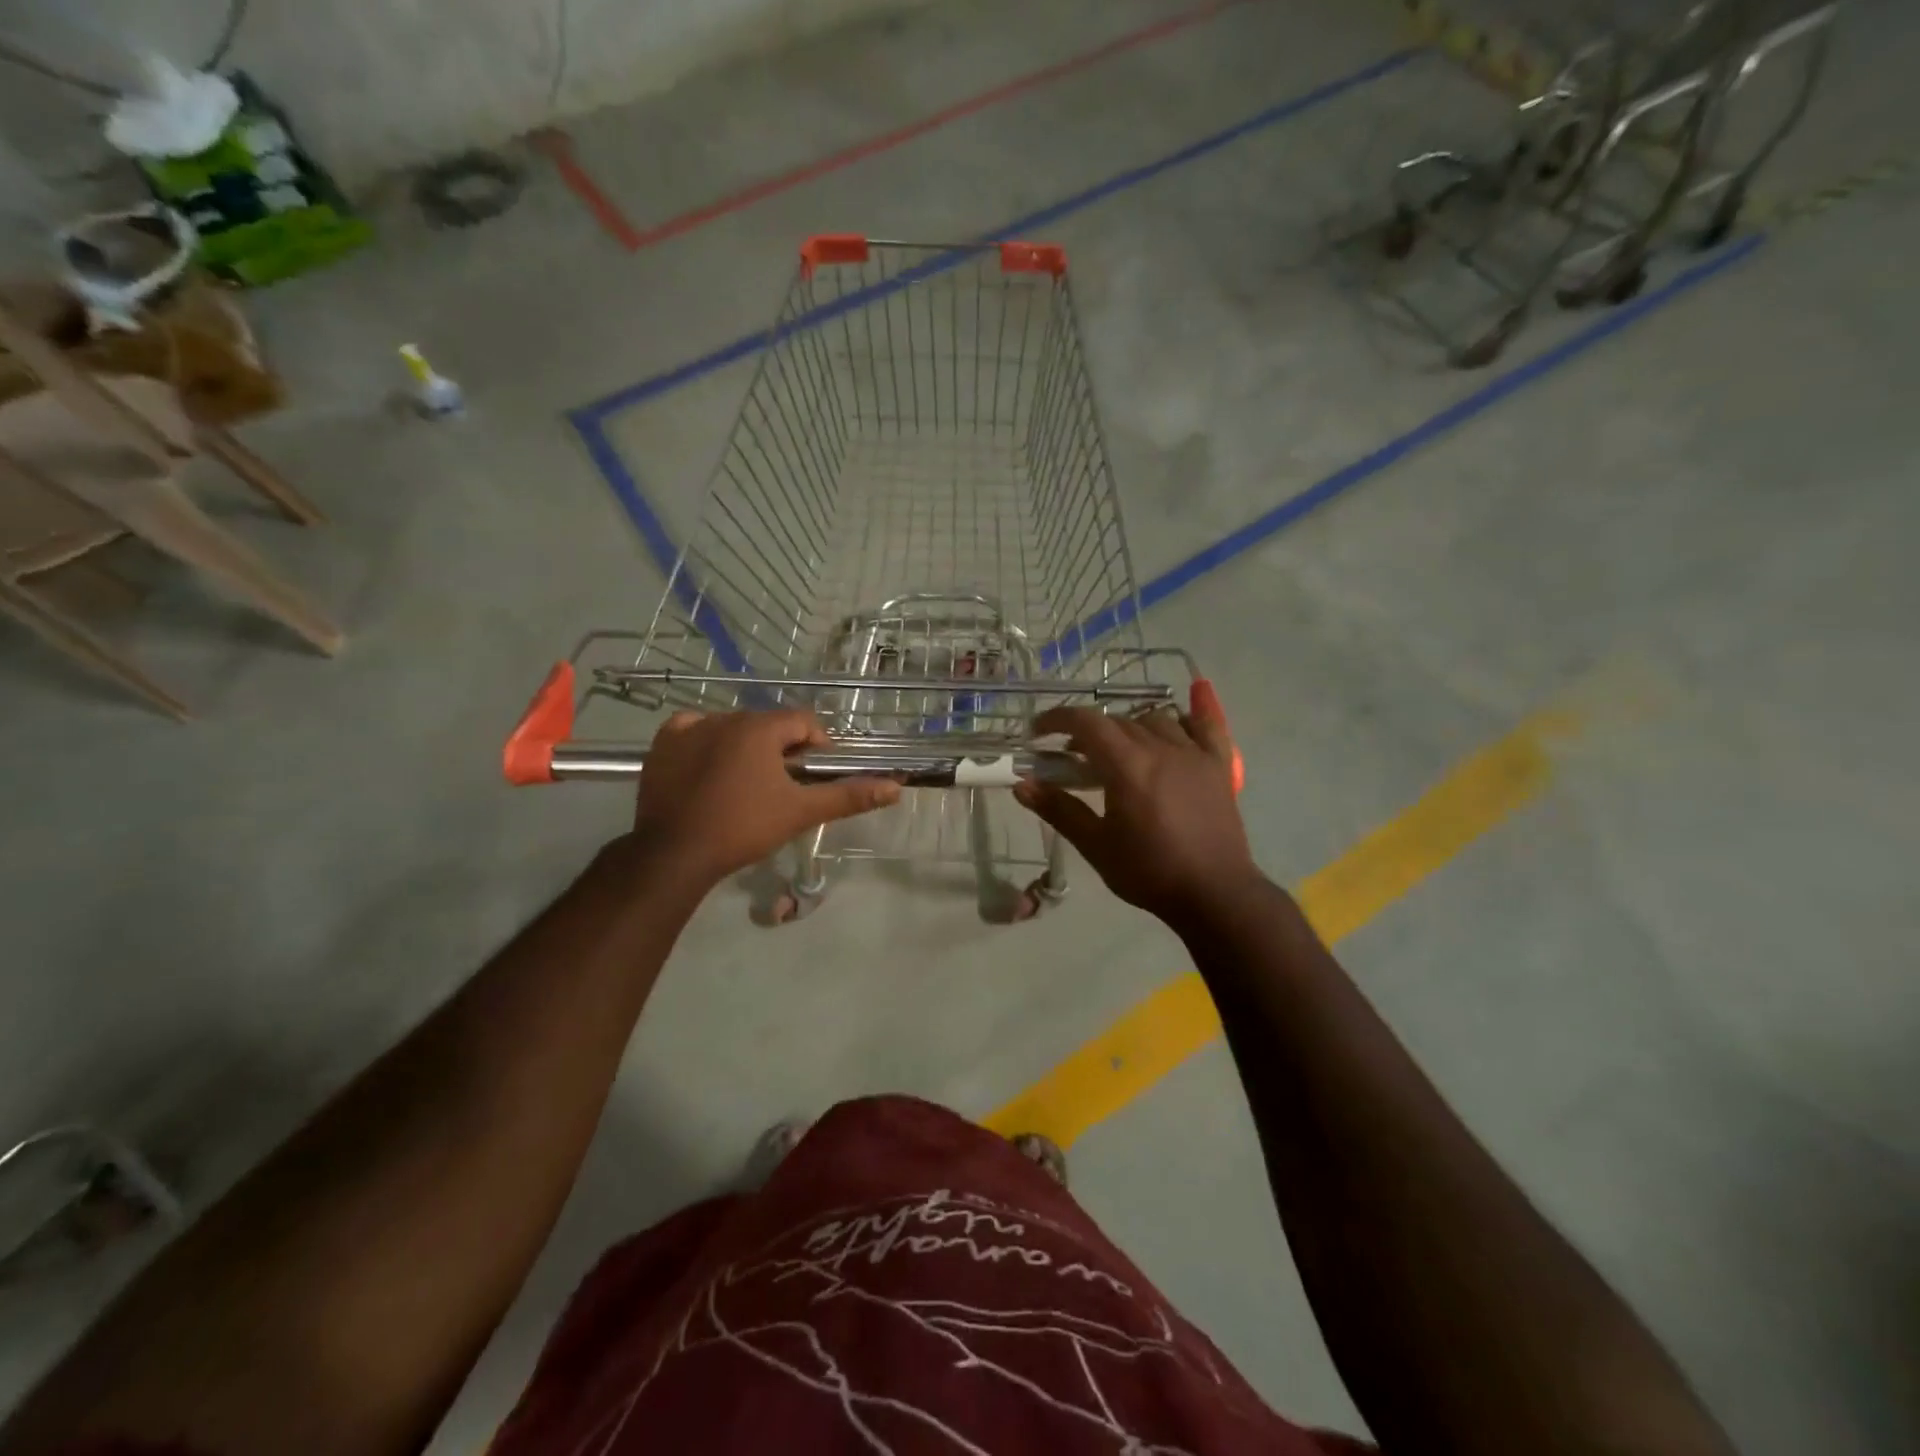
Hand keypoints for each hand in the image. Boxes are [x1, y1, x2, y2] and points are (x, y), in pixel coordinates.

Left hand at [631, 710, 900, 886]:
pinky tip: (709, 768)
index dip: (816, 745)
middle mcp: (725, 718)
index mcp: (760, 728)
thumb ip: (848, 795)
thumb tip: (895, 788)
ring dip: (746, 747)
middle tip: (782, 786)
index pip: (802, 721)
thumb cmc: (744, 828)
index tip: (814, 774)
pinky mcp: (663, 745)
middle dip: (781, 748)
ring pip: (732, 728)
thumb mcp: (801, 812)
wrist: (676, 854)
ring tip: (746, 785)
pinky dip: (705, 743)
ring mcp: (689, 729)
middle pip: (767, 724)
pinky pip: (692, 731)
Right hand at [1014, 705, 1260, 924]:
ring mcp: (1194, 754)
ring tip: (1118, 749)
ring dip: (1129, 726)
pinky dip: (1193, 712)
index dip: (1057, 720)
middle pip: (1118, 721)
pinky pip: (1208, 726)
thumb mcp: (1095, 845)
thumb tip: (1021, 784)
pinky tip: (1185, 709)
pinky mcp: (1219, 766)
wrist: (1213, 894)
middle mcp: (1161, 748)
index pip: (1086, 723)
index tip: (1038, 732)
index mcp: (1127, 766)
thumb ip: (1059, 809)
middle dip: (1089, 731)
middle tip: (1072, 756)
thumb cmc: (1149, 872)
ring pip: (1155, 720)